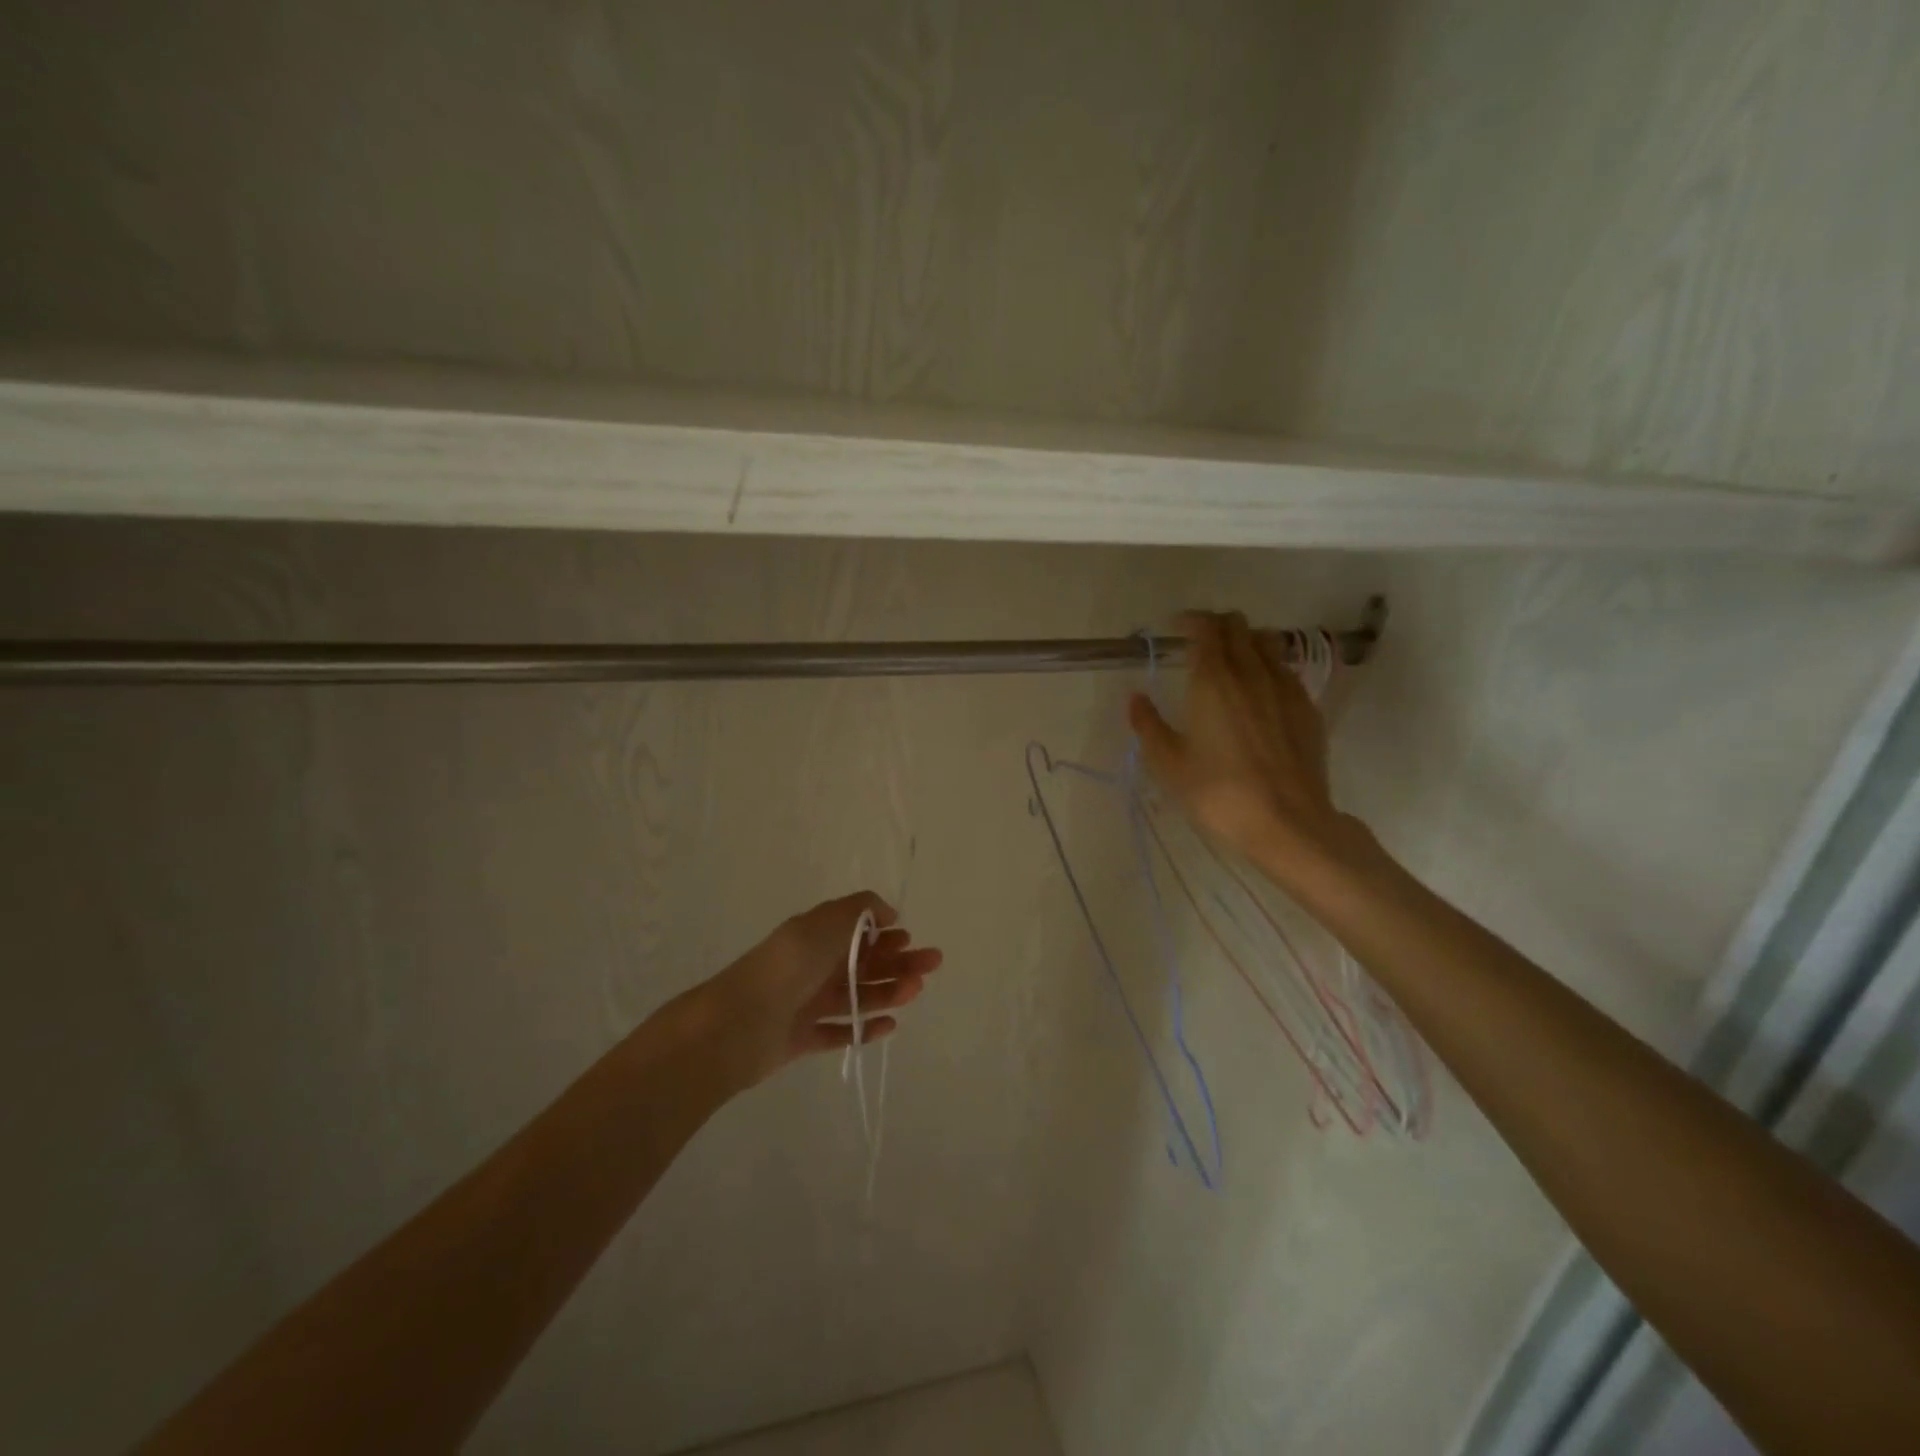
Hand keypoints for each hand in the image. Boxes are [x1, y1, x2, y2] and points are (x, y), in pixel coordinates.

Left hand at [695, 891, 942, 1091]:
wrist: (738, 1024)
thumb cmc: (788, 966)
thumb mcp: (826, 922)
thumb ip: (860, 910)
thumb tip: (888, 912)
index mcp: (816, 936)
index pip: (857, 932)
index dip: (886, 933)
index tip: (910, 937)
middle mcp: (812, 967)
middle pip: (863, 963)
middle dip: (898, 961)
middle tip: (931, 964)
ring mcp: (807, 1003)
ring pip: (857, 996)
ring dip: (888, 991)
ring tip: (913, 991)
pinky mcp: (803, 1038)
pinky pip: (840, 1032)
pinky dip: (865, 1028)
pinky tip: (890, 1025)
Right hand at [1129, 610, 1362, 878]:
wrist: (1288, 822)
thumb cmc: (1218, 792)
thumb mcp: (1169, 764)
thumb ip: (1148, 725)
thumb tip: (1136, 698)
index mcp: (1212, 679)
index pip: (1205, 627)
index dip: (1190, 621)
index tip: (1176, 629)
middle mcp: (1251, 672)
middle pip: (1238, 625)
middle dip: (1217, 626)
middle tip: (1199, 645)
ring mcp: (1285, 687)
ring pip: (1267, 642)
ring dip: (1247, 641)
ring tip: (1232, 663)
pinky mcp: (1307, 708)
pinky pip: (1286, 670)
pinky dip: (1269, 668)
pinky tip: (1260, 695)